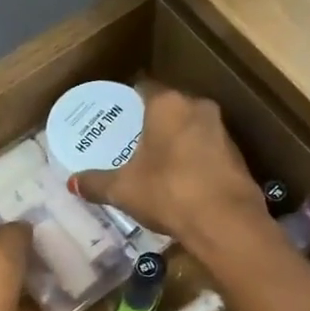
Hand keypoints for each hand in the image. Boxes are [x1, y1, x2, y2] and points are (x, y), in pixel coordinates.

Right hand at [71, 86, 268, 258]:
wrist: (225, 221)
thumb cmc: (167, 192)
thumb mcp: (122, 190)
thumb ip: (96, 182)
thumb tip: (71, 182)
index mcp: (168, 104)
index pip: (143, 89)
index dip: (128, 103)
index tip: (116, 119)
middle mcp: (198, 107)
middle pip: (170, 109)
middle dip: (152, 124)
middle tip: (132, 143)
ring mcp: (222, 130)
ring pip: (191, 129)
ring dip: (176, 142)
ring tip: (155, 163)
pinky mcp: (238, 155)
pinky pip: (207, 150)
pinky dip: (193, 160)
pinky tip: (181, 181)